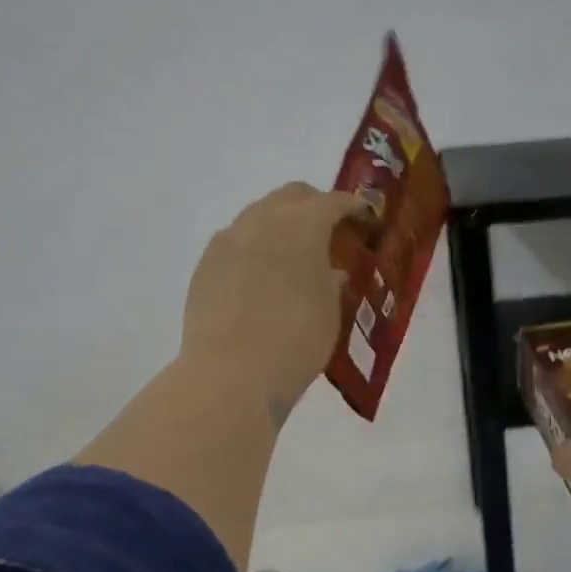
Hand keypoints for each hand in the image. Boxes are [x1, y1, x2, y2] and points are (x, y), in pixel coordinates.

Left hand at [181, 183, 365, 419]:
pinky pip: (236, 243)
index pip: (334, 201)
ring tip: (294, 258)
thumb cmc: (296, 340)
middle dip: (314, 207)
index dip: (354, 208)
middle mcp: (261, 220)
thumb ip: (332, 281)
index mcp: (302, 224)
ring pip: (259, 216)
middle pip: (292, 196)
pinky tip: (262, 279)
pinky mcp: (205, 265)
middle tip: (330, 233)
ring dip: (281, 227)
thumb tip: (329, 271)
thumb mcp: (331, 310)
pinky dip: (255, 249)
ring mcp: (227, 241)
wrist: (231, 375)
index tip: (365, 221)